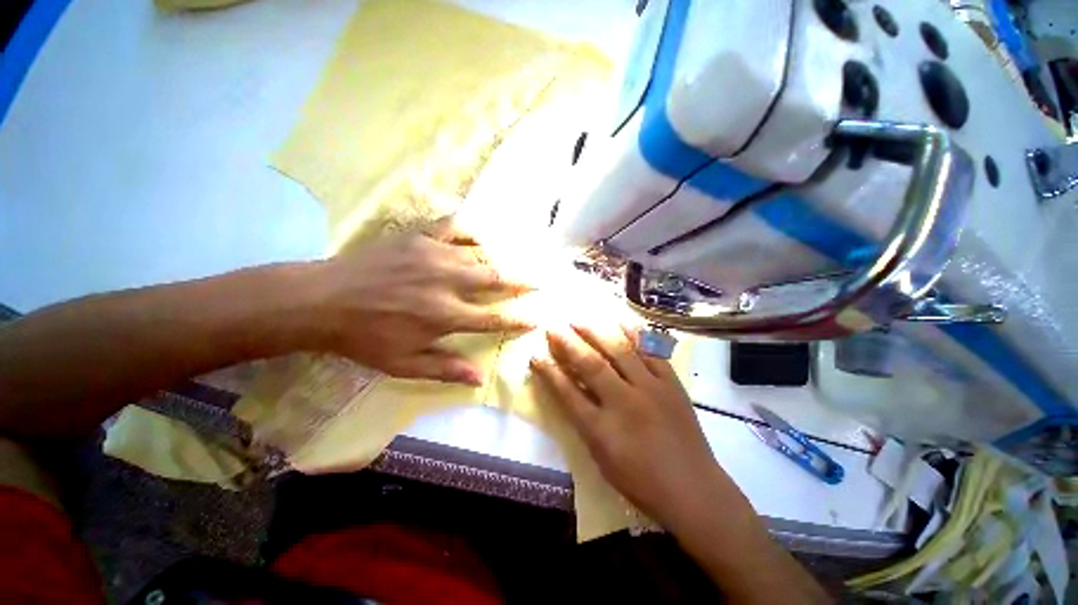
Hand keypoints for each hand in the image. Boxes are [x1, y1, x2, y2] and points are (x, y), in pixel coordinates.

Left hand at [316, 216, 534, 384]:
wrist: (322, 301)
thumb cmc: (365, 338)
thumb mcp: (403, 364)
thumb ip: (444, 369)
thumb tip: (479, 379)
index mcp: (445, 315)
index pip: (493, 318)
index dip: (517, 320)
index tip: (535, 319)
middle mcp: (447, 282)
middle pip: (495, 279)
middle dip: (520, 282)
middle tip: (536, 281)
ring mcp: (433, 254)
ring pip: (479, 254)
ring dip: (497, 261)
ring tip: (508, 264)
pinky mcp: (418, 237)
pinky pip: (452, 226)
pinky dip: (469, 230)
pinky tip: (477, 237)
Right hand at [530, 322, 740, 528]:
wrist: (694, 490)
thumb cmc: (642, 481)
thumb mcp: (602, 458)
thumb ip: (584, 421)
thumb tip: (570, 390)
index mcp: (603, 429)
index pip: (567, 393)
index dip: (549, 372)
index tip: (535, 354)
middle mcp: (624, 402)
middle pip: (591, 365)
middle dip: (568, 343)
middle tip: (554, 326)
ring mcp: (651, 389)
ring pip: (620, 352)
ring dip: (597, 332)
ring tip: (580, 318)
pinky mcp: (671, 384)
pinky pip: (651, 352)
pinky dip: (635, 335)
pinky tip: (621, 321)